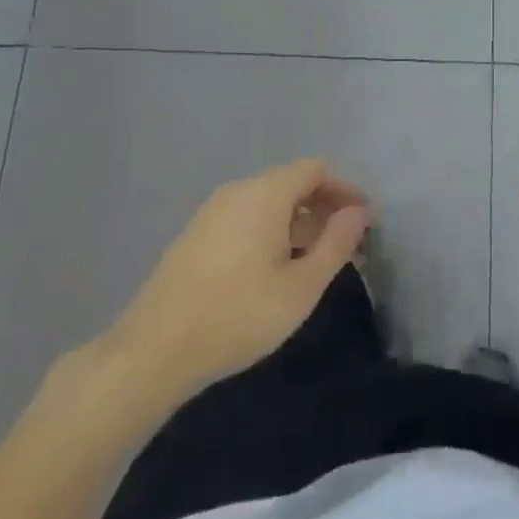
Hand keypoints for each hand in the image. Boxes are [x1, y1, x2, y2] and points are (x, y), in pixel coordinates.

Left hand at [86, 159, 371, 402]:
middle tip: (348, 250)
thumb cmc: (239, 315)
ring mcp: (213, 211)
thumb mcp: (301, 287)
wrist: (154, 350)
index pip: (317, 169)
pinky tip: (276, 272)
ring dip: (299, 225)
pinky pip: (246, 218)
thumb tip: (359, 212)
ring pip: (269, 203)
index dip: (345, 190)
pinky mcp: (196, 234)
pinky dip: (271, 233)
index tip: (364, 225)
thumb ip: (336, 244)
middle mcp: (239, 190)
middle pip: (293, 183)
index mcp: (266, 192)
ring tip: (316, 265)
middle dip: (325, 210)